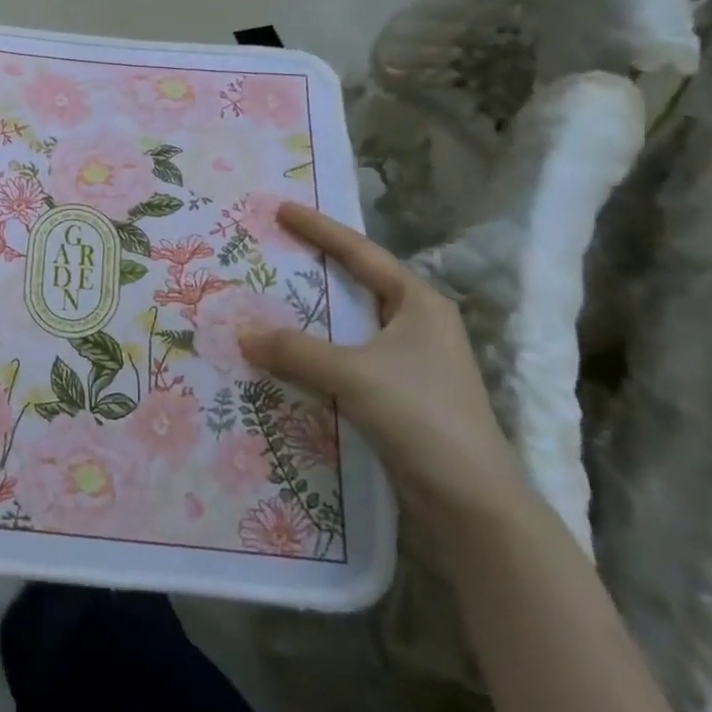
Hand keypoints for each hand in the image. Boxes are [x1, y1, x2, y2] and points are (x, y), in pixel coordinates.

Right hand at [238, 202, 531, 535]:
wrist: (472, 503)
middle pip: (354, 286)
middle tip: (269, 251)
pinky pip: (345, 361)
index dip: (320, 229)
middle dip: (312, 270)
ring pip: (347, 327)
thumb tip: (239, 331)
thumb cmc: (423, 417)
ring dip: (308, 318)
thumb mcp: (355, 375)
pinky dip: (314, 354)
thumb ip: (295, 350)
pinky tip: (284, 357)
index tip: (281, 208)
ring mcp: (408, 363)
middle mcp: (416, 325)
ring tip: (264, 300)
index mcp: (418, 303)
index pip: (360, 253)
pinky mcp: (397, 396)